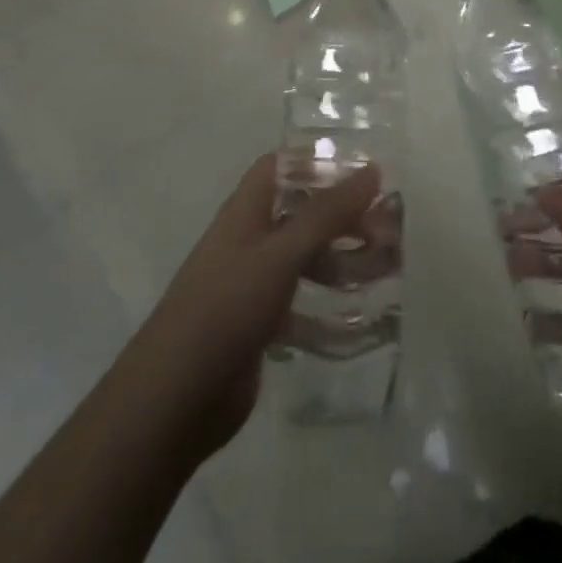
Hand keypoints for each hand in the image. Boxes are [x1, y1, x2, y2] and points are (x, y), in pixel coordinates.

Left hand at [115, 156, 382, 458]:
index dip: (318, 162)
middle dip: (343, 216)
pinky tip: (358, 314)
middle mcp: (249, 239)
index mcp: (246, 211)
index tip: (363, 173)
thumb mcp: (282, 253)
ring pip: (304, 256)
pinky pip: (300, 300)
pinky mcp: (258, 325)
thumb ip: (327, 213)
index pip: (281, 166)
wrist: (174, 400)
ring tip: (384, 270)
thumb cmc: (227, 308)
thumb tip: (372, 169)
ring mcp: (252, 284)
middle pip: (301, 211)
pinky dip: (328, 302)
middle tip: (387, 231)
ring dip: (341, 258)